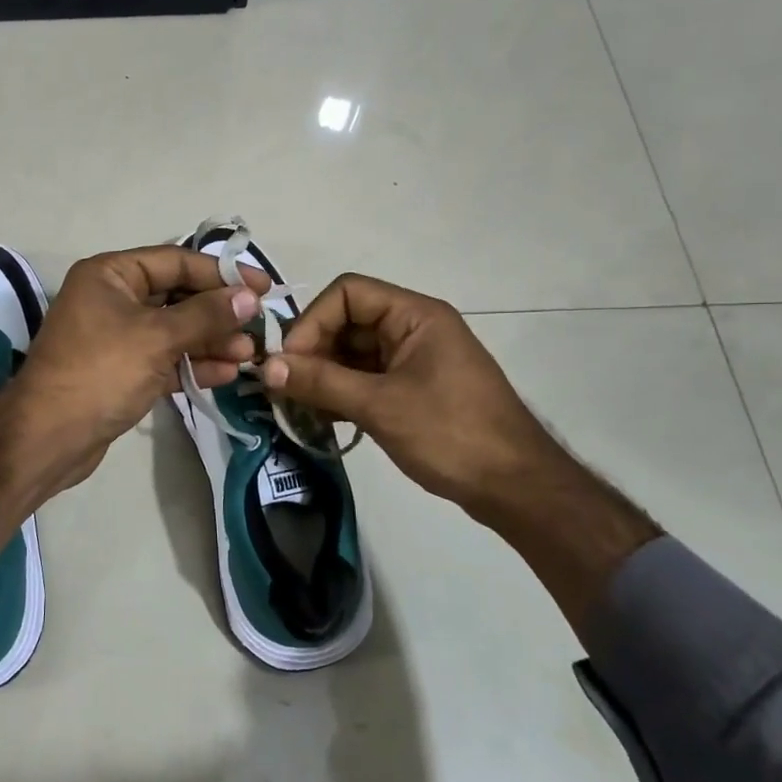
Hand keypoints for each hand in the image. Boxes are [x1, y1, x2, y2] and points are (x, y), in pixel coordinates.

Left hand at [0, 246, 267, 556]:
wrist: (48, 437)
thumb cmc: (100, 373)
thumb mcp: (156, 337)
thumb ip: (205, 315)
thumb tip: (249, 297)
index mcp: (111, 274)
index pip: (176, 261)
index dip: (222, 273)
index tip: (263, 287)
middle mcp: (112, 298)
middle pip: (177, 296)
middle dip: (218, 313)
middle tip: (258, 328)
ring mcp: (117, 336)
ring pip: (174, 330)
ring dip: (211, 341)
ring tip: (249, 356)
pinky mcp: (122, 371)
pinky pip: (165, 359)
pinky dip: (193, 364)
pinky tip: (226, 374)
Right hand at [258, 273, 553, 520]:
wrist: (515, 487)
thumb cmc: (451, 434)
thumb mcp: (380, 406)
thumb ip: (321, 382)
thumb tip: (266, 366)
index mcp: (415, 315)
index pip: (348, 293)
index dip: (312, 321)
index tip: (289, 362)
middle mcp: (413, 329)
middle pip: (347, 322)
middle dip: (313, 352)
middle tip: (284, 388)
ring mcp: (414, 361)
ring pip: (352, 354)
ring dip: (322, 376)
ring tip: (297, 407)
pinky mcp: (412, 390)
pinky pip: (365, 379)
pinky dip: (340, 394)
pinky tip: (321, 419)